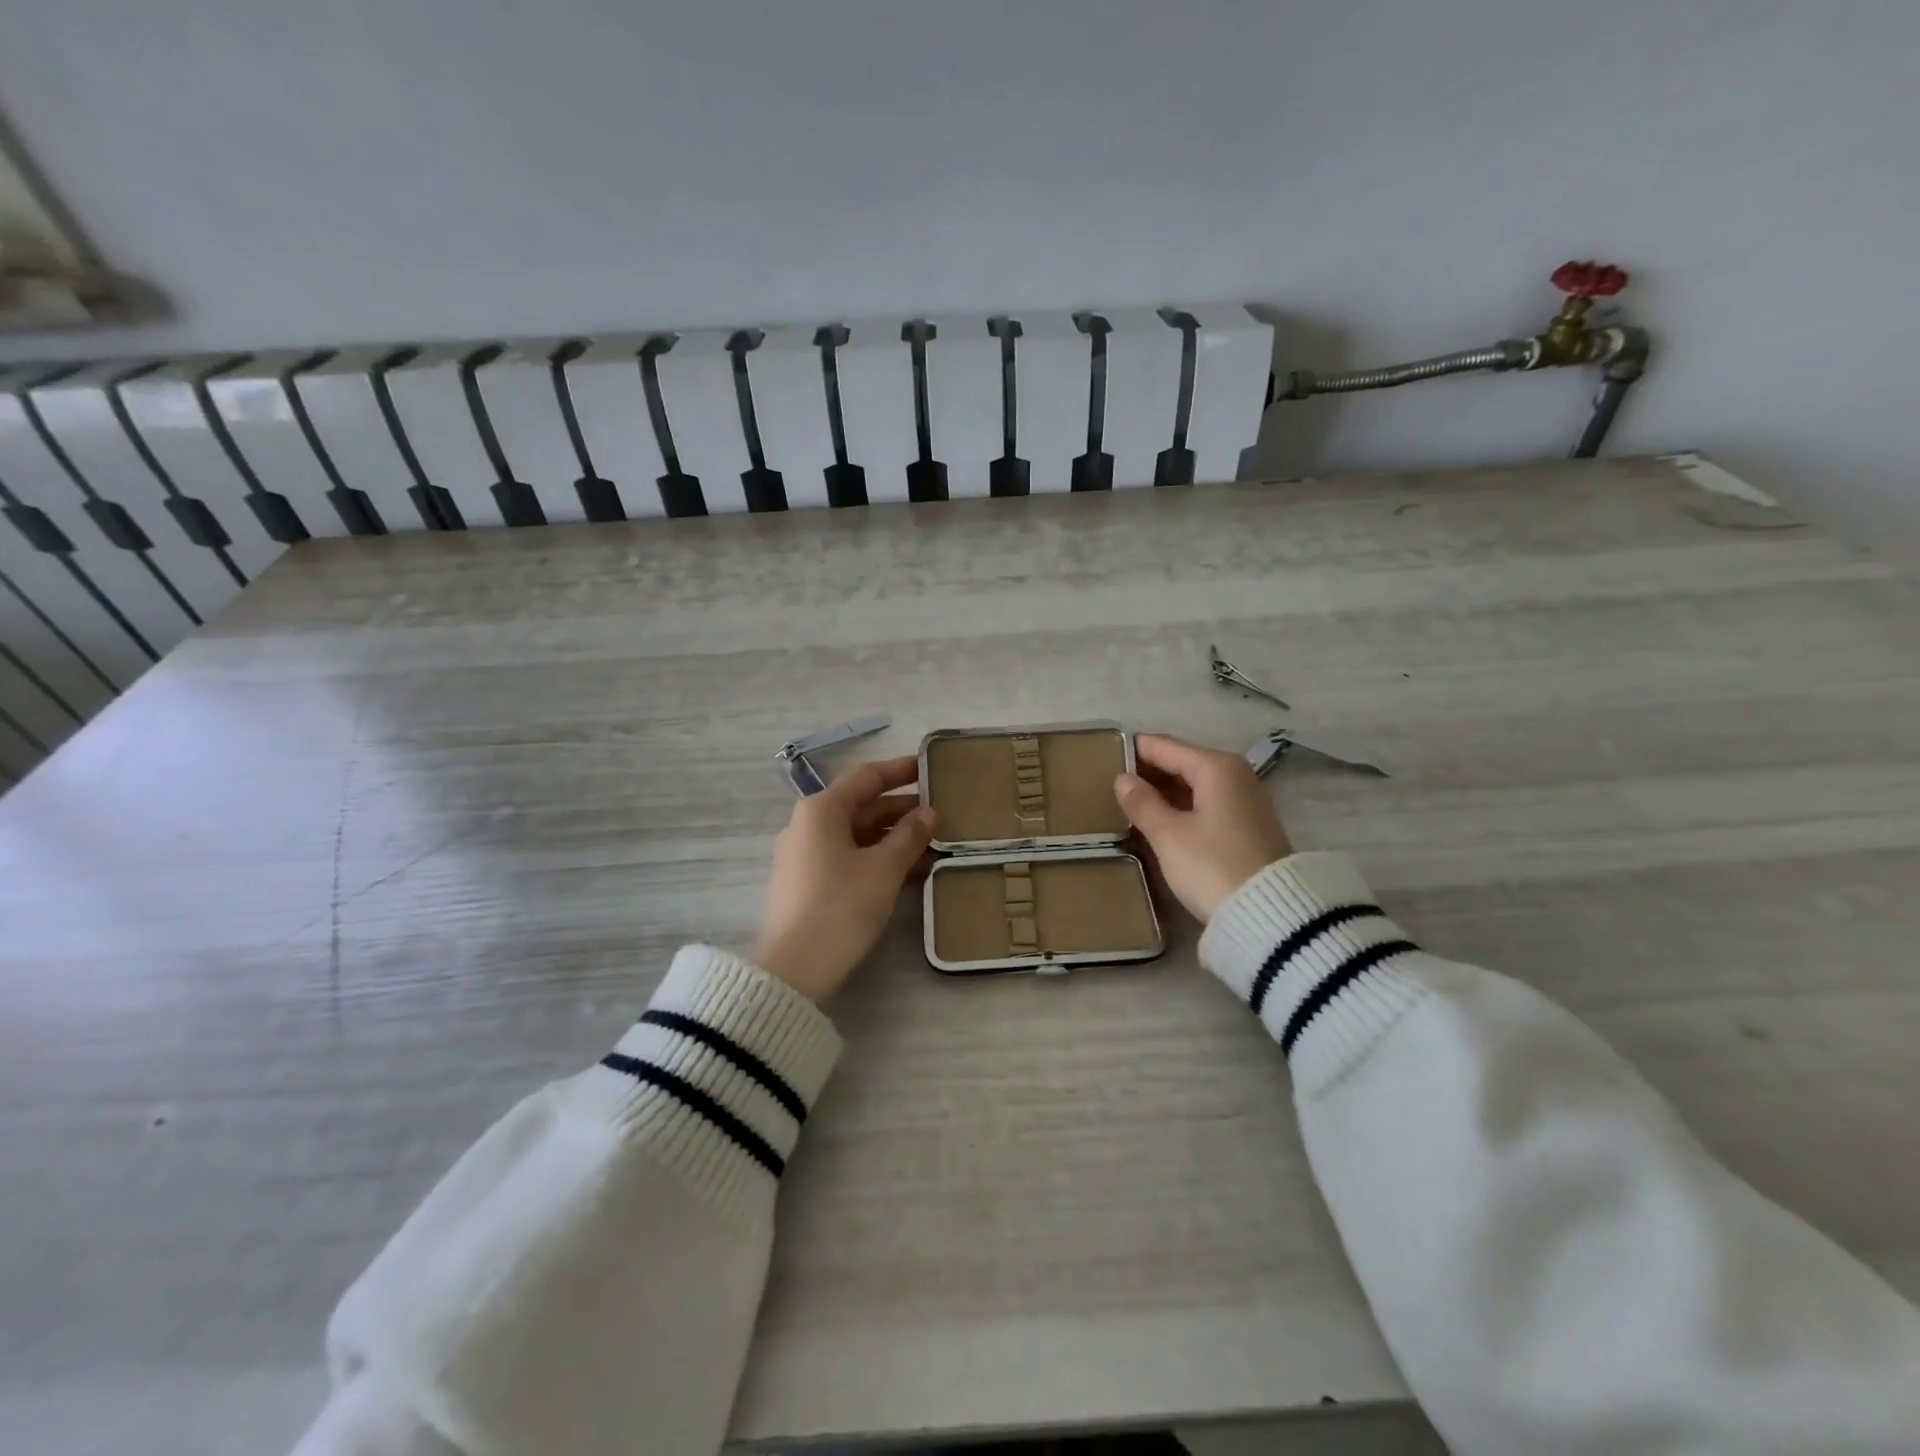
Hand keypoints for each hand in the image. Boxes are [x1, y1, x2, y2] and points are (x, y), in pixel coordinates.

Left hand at [750, 756, 936, 1001]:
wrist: (794, 969)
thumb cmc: (841, 906)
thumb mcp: (883, 869)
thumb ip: (909, 836)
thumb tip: (929, 812)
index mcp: (822, 810)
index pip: (866, 777)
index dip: (900, 771)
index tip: (930, 767)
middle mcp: (809, 825)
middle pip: (862, 806)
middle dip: (903, 810)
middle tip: (942, 813)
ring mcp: (807, 855)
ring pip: (858, 835)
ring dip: (895, 837)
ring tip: (935, 843)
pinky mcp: (809, 883)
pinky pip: (851, 857)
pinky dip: (879, 859)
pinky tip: (911, 870)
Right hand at [1113, 733, 1292, 922]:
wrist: (1271, 916)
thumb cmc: (1212, 867)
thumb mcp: (1169, 836)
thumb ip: (1142, 803)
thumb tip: (1123, 779)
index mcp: (1215, 767)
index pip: (1163, 746)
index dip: (1132, 751)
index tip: (1101, 760)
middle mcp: (1235, 774)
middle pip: (1181, 761)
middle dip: (1148, 771)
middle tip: (1110, 786)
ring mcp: (1246, 799)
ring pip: (1194, 783)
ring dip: (1164, 791)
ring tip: (1130, 804)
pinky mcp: (1249, 824)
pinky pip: (1206, 802)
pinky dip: (1182, 806)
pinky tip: (1161, 820)